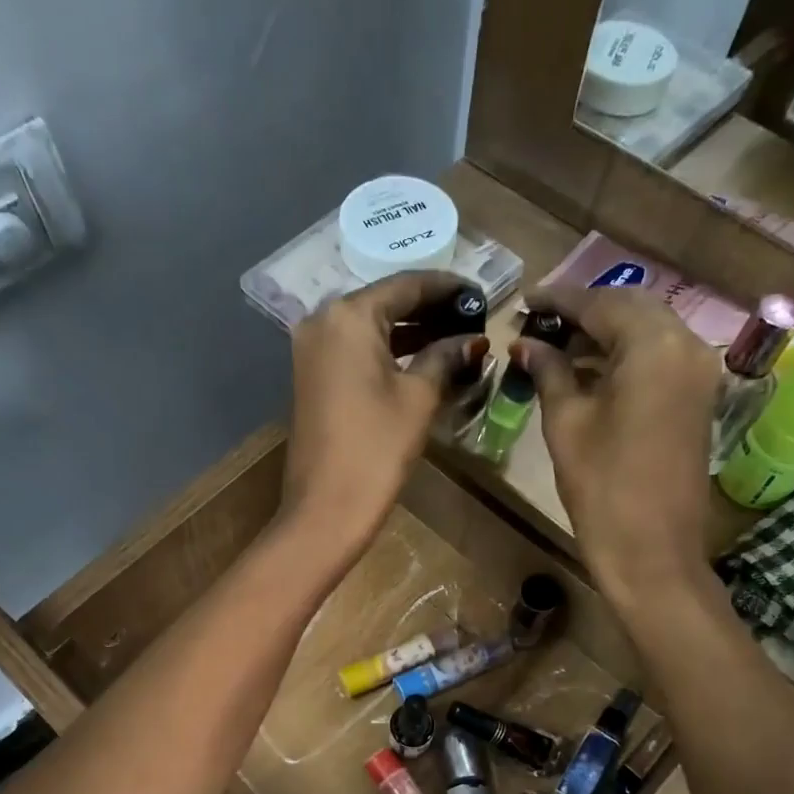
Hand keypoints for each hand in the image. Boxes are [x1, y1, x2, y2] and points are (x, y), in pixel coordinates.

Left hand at [281, 271, 485, 552]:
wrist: (326, 508)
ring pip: (370, 328)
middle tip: (473, 319)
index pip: (407, 284)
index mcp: (349, 315)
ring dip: (411, 332)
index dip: (448, 288)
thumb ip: (446, 357)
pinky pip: (356, 350)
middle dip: (430, 310)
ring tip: (456, 340)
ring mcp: (312, 350)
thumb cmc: (376, 448)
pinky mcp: (312, 377)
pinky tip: (422, 361)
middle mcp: (323, 321)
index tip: (482, 295)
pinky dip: (388, 352)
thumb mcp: (419, 397)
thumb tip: (473, 340)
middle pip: (386, 303)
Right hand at [514, 287, 717, 612]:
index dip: (559, 302)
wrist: (652, 552)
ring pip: (648, 332)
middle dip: (584, 313)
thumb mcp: (566, 424)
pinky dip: (625, 355)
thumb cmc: (602, 488)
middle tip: (540, 324)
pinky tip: (590, 369)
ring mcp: (699, 372)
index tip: (524, 302)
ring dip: (605, 333)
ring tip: (557, 346)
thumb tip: (527, 344)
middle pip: (631, 310)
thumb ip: (549, 372)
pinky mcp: (698, 398)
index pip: (601, 305)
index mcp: (654, 346)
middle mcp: (687, 345)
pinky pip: (660, 357)